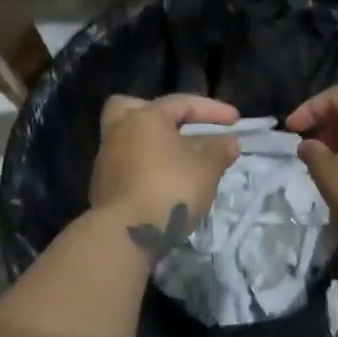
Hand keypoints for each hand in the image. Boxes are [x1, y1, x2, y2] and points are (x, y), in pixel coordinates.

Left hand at [90, 94, 241, 256]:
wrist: (126, 233)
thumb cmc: (170, 189)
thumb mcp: (206, 169)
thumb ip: (220, 151)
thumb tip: (228, 141)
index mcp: (145, 117)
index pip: (182, 103)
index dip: (212, 110)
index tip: (236, 121)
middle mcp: (119, 130)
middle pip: (134, 108)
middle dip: (158, 115)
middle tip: (180, 127)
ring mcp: (106, 159)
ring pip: (129, 139)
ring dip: (152, 145)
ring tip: (178, 161)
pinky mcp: (101, 186)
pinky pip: (126, 164)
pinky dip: (144, 167)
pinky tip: (162, 182)